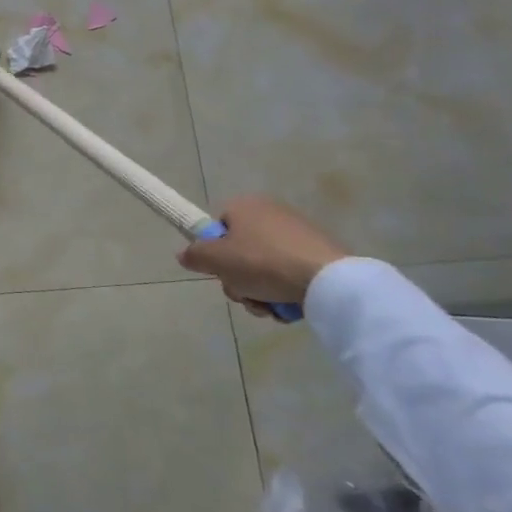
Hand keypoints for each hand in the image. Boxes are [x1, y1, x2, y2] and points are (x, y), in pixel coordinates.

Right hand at [177, 196, 347, 316]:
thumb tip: (184, 255)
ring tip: (268, 306)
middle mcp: (270, 212)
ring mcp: (298, 233)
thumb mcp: (216, 260)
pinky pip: (290, 273)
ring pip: (264, 267)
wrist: (327, 280)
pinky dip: (284, 290)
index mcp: (244, 205)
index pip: (218, 228)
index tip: (221, 272)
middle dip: (238, 279)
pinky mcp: (320, 253)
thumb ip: (194, 256)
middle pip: (239, 251)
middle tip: (244, 294)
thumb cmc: (262, 263)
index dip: (215, 253)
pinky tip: (289, 305)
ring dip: (259, 291)